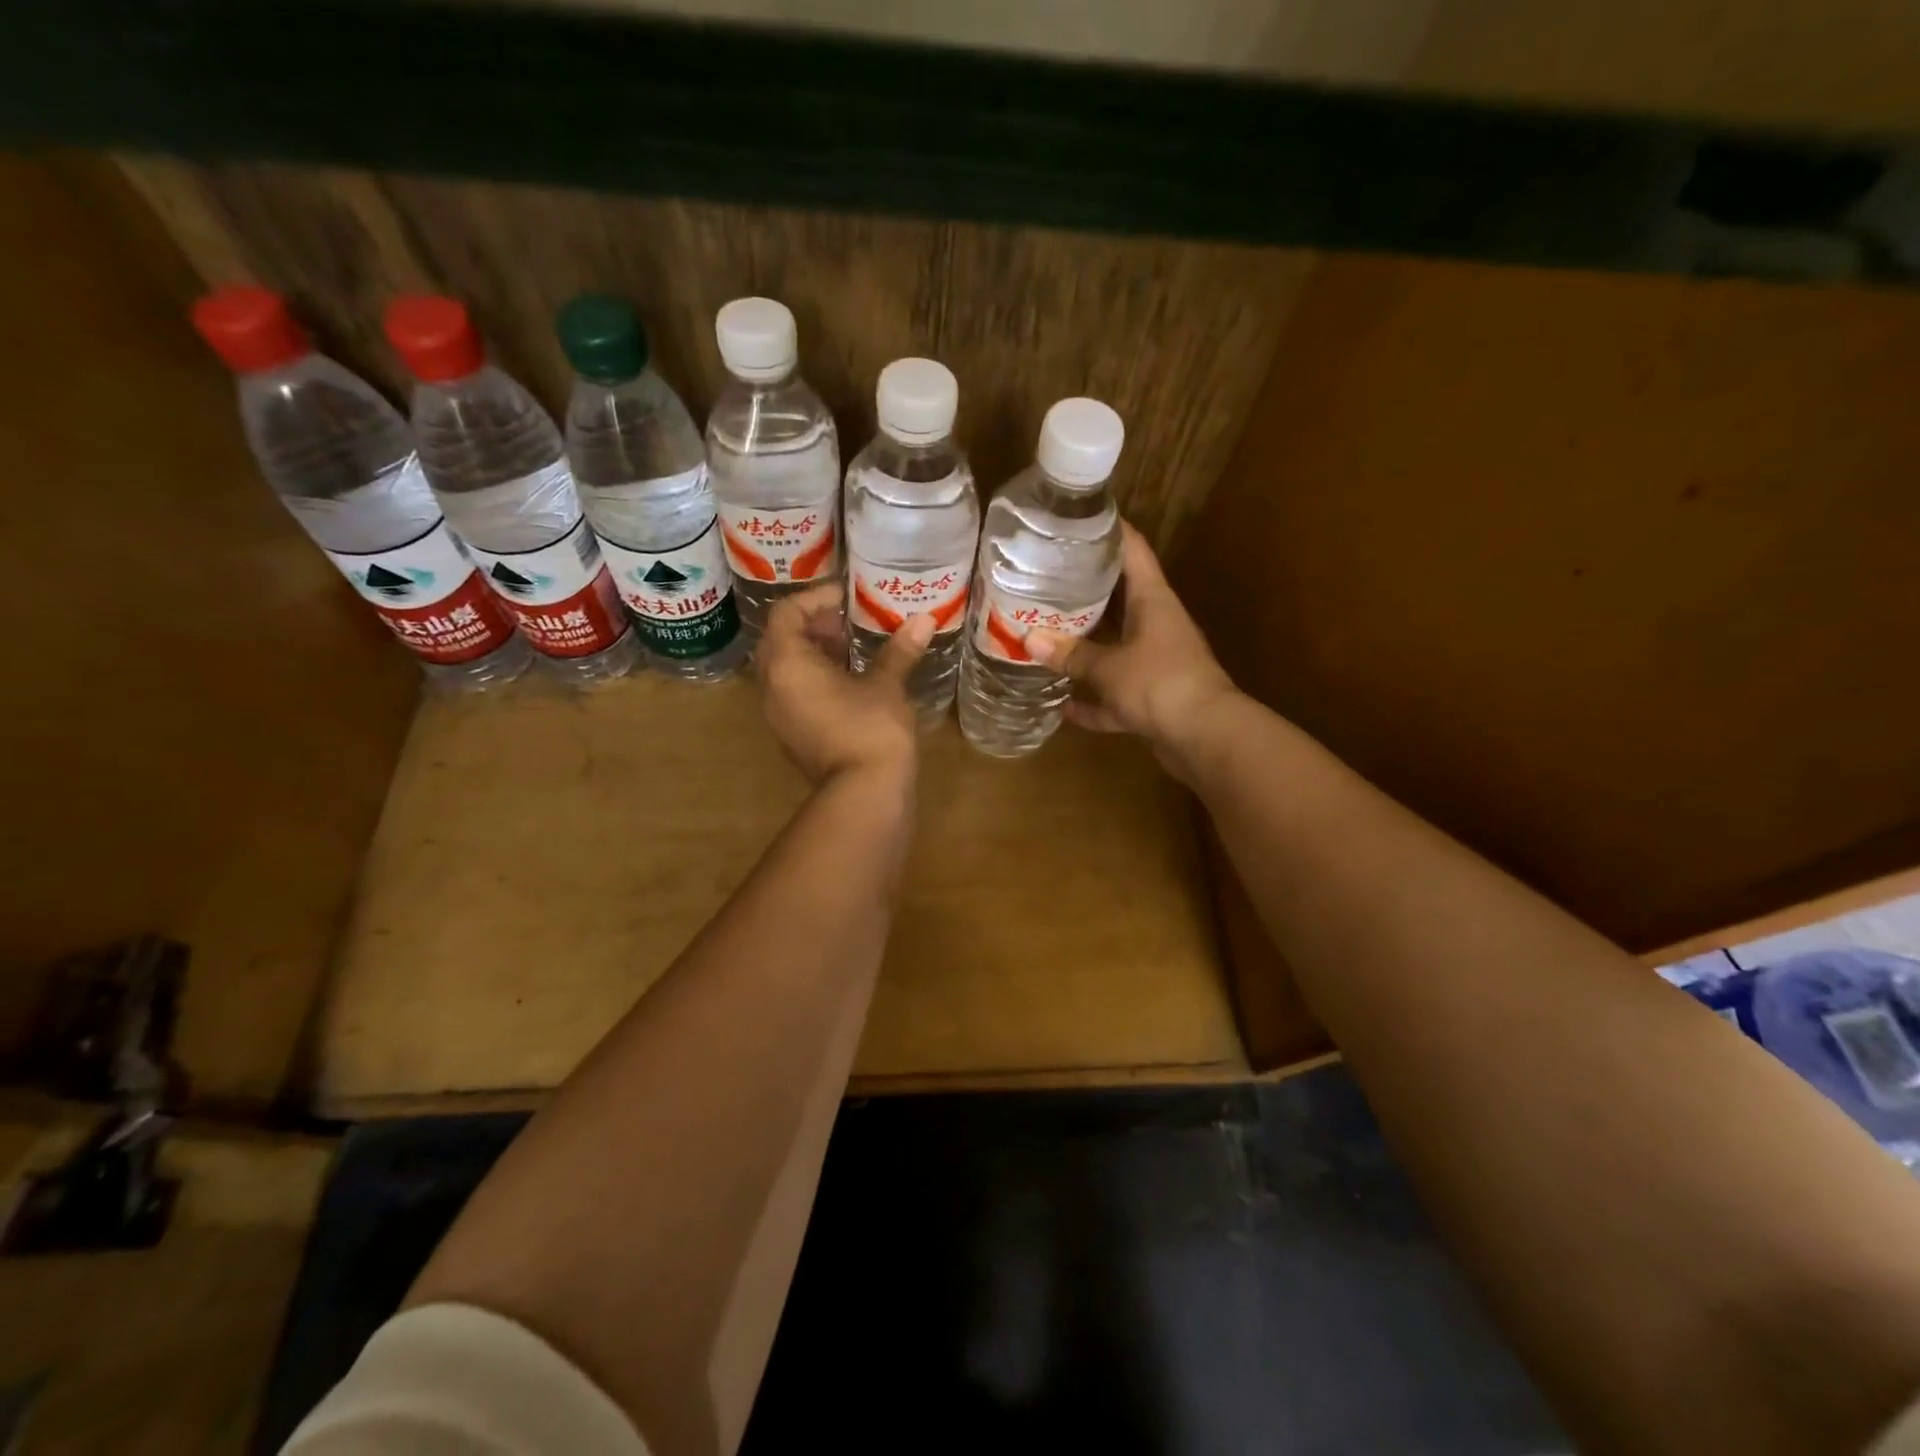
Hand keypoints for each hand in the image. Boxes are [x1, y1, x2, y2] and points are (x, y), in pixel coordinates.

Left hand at [756, 583, 935, 785]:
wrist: (864, 794)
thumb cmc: (871, 729)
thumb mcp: (886, 685)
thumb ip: (899, 650)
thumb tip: (924, 619)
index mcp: (787, 663)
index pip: (786, 613)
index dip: (816, 598)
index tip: (847, 597)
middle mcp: (772, 686)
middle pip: (781, 640)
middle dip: (813, 625)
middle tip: (849, 621)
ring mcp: (778, 714)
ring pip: (786, 669)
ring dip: (814, 653)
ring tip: (852, 648)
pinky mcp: (792, 735)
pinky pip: (794, 693)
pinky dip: (815, 678)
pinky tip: (851, 682)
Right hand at [1025, 522, 1238, 776]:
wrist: (1205, 737)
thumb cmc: (1160, 684)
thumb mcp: (1108, 666)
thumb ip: (1070, 654)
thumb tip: (1029, 638)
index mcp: (1152, 601)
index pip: (1132, 549)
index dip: (1108, 530)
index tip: (1077, 519)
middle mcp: (1156, 624)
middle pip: (1119, 596)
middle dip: (1085, 589)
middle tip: (1044, 579)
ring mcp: (1156, 662)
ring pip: (1117, 645)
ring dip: (1087, 645)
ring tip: (1048, 633)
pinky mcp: (1153, 697)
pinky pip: (1116, 694)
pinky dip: (1094, 700)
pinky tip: (1064, 705)